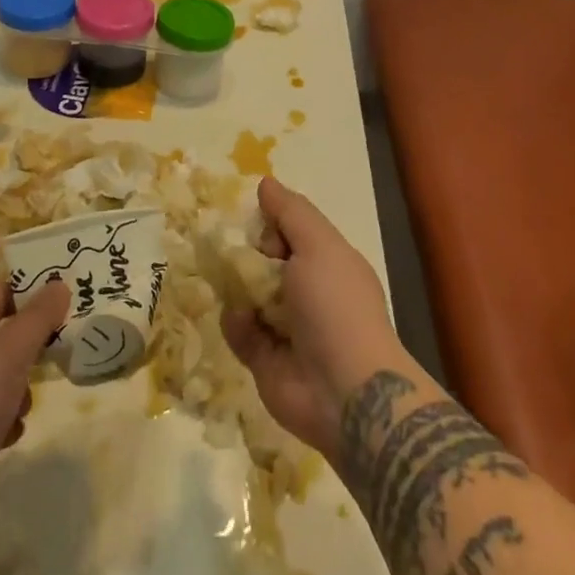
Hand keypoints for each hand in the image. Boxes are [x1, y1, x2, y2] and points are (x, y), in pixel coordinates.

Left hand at [0, 279, 68, 504]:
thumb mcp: (12, 352)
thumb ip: (39, 316)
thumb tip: (59, 285)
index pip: (1, 292)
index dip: (33, 298)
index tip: (64, 313)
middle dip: (26, 352)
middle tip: (49, 363)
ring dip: (15, 390)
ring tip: (21, 411)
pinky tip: (6, 437)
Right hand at [220, 176, 402, 463]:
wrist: (345, 392)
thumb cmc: (336, 306)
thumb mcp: (318, 245)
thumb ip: (290, 213)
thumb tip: (265, 182)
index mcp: (328, 263)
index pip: (292, 233)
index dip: (273, 224)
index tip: (258, 223)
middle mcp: (308, 293)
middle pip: (267, 262)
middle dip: (247, 254)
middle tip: (230, 250)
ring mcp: (287, 328)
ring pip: (249, 295)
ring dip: (237, 287)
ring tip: (229, 282)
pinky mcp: (265, 360)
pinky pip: (240, 331)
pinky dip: (236, 323)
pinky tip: (240, 319)